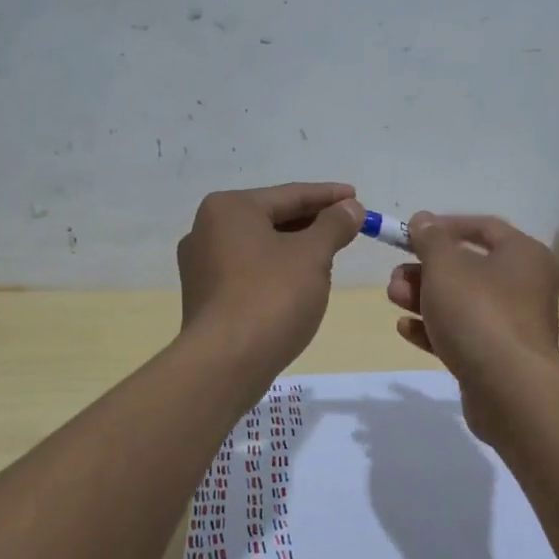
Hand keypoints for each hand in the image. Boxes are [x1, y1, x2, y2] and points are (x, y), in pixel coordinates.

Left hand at [177, 182, 362, 378]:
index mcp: (229, 208)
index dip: (328, 196)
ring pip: (261, 246)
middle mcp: (206, 229)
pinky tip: (300, 283)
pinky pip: (249, 271)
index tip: (357, 198)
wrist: (225, 364)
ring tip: (329, 256)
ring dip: (296, 248)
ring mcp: (201, 265)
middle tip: (347, 228)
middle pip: (272, 218)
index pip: (290, 194)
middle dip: (312, 223)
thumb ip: (334, 225)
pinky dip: (276, 270)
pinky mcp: (205, 296)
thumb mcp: (312, 255)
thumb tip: (351, 207)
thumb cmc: (271, 296)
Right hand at [386, 213, 558, 437]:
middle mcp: (525, 286)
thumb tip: (423, 219)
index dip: (445, 226)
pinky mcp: (499, 358)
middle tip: (395, 276)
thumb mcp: (446, 266)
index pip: (484, 228)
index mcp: (524, 255)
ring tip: (394, 298)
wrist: (509, 390)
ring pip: (462, 302)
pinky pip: (464, 334)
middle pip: (468, 268)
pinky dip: (435, 329)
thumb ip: (430, 239)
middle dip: (425, 269)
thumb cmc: (479, 312)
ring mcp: (513, 325)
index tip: (412, 233)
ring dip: (424, 297)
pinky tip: (405, 328)